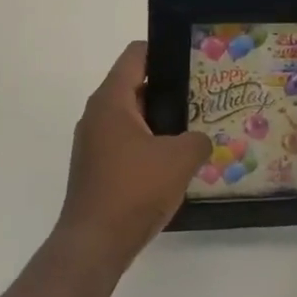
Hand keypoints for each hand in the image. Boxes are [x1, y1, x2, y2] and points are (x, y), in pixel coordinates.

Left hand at [55, 42, 208, 281]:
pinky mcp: (97, 168)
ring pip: (132, 116)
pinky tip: (174, 161)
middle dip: (169, 87)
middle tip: (203, 94)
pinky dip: (149, 143)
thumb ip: (198, 140)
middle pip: (135, 85)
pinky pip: (127, 142)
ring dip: (160, 119)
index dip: (164, 50)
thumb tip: (201, 140)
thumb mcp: (179, 159)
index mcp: (111, 101)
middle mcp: (97, 115)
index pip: (136, 55)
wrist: (94, 245)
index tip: (192, 59)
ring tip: (194, 127)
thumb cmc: (134, 190)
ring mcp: (94, 143)